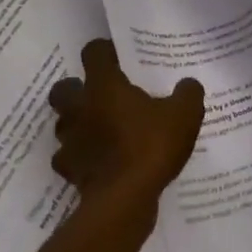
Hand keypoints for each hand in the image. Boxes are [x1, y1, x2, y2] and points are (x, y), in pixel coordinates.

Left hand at [47, 40, 204, 209]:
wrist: (124, 200)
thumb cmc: (150, 146)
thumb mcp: (184, 115)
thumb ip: (187, 94)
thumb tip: (188, 84)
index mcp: (103, 85)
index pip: (93, 52)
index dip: (104, 51)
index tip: (119, 57)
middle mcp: (80, 107)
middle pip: (63, 88)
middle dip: (76, 89)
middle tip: (100, 95)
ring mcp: (70, 140)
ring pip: (63, 124)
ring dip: (77, 124)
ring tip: (101, 130)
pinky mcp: (70, 171)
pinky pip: (69, 158)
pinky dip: (80, 158)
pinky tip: (99, 162)